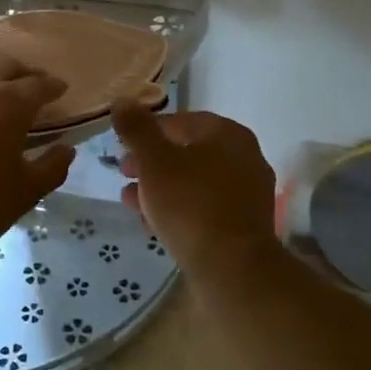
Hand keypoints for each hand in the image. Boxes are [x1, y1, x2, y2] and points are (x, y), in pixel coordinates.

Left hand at [0, 58, 76, 269]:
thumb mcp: (24, 193)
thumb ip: (51, 167)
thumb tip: (65, 149)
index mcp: (8, 102)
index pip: (39, 84)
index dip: (54, 87)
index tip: (62, 91)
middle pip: (6, 66)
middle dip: (24, 74)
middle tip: (34, 90)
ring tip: (1, 99)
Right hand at [112, 104, 278, 274]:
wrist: (232, 268)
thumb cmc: (190, 204)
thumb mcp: (154, 161)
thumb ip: (136, 129)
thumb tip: (123, 101)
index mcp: (229, 134)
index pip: (182, 121)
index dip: (148, 130)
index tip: (123, 145)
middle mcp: (245, 158)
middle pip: (189, 152)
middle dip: (151, 162)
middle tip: (124, 172)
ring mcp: (247, 193)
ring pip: (194, 182)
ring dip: (160, 187)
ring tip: (130, 201)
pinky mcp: (244, 225)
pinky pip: (205, 207)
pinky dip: (179, 208)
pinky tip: (152, 223)